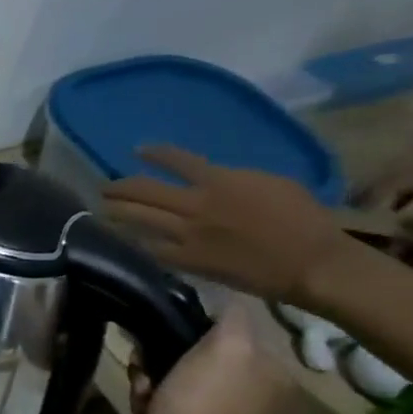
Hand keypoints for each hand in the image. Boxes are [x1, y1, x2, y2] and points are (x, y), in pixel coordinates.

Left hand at [100, 146, 352, 303]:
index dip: (154, 154)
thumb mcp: (271, 183)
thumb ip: (233, 179)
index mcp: (220, 181)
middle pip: (144, 191)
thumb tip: (209, 178)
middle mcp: (196, 205)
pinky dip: (136, 242)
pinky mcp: (187, 260)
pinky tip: (124, 239)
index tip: (137, 151)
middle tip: (104, 188)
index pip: (177, 160)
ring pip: (138, 219)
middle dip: (119, 187)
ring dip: (116, 212)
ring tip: (102, 209)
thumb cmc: (303, 218)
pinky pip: (151, 249)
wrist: (310, 262)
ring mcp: (187, 234)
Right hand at [140, 309, 290, 413]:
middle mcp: (257, 395)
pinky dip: (153, 402)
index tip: (166, 338)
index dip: (191, 332)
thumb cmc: (202, 399)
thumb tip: (229, 302)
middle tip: (147, 368)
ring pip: (178, 379)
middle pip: (199, 357)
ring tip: (143, 392)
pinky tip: (144, 408)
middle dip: (166, 359)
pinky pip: (170, 403)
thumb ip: (233, 317)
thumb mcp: (227, 345)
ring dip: (152, 380)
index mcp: (275, 374)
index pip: (229, 335)